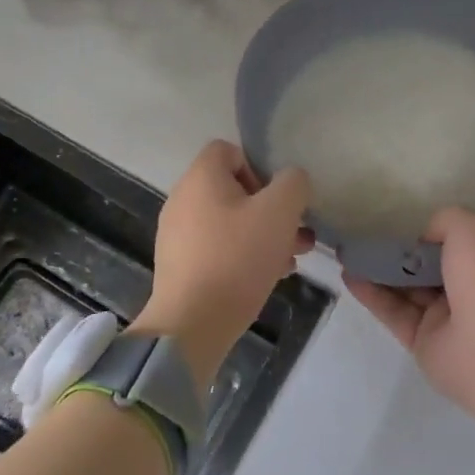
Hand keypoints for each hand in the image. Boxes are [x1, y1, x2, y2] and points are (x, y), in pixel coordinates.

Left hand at [133, 141, 310, 389]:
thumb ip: (293, 184)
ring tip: (291, 258)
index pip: (229, 150)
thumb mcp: (280, 212)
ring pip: (228, 222)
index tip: (278, 197)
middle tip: (296, 232)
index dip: (259, 166)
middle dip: (269, 208)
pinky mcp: (179, 266)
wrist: (192, 325)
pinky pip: (217, 248)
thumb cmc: (237, 258)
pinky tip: (268, 277)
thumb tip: (292, 180)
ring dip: (262, 234)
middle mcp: (183, 199)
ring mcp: (177, 235)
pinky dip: (242, 255)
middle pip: (232, 189)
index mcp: (201, 177)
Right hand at [346, 208, 474, 427]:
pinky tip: (348, 274)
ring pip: (408, 287)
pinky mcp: (424, 341)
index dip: (429, 228)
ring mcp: (448, 316)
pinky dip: (371, 293)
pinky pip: (394, 312)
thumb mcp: (471, 229)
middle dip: (399, 248)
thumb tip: (424, 236)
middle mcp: (472, 285)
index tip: (398, 216)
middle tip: (364, 232)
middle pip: (428, 262)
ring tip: (348, 251)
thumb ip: (445, 221)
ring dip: (379, 269)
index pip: (457, 237)